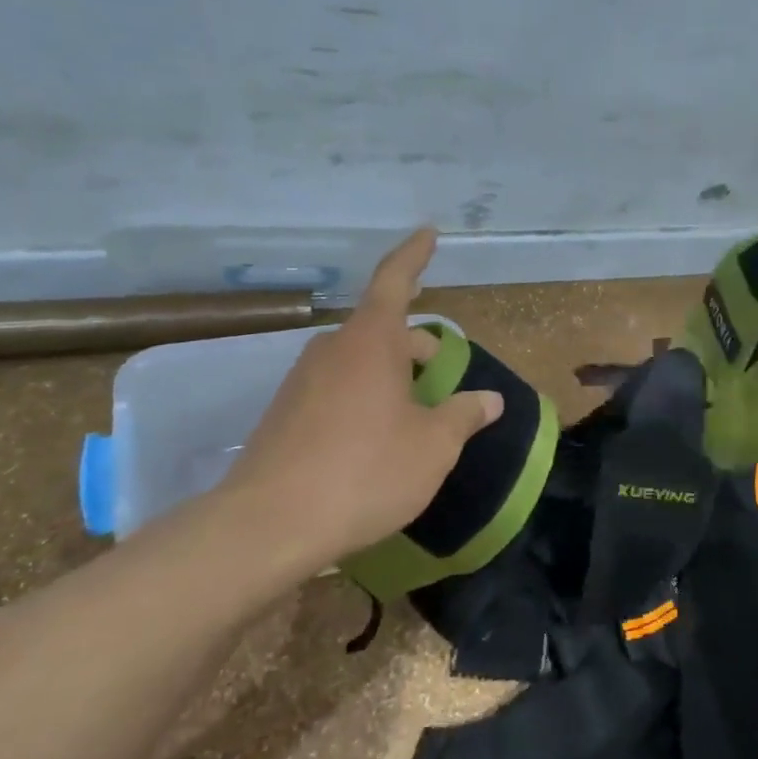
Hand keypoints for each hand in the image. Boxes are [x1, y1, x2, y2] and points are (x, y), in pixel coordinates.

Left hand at [215, 228, 503, 567]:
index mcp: (370, 343)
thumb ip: (464, 415)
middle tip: (444, 381)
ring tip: (415, 419)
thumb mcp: (433, 446)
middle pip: (382, 331)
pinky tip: (375, 443)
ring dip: (391, 377)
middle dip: (416, 348)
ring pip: (359, 363)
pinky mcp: (283, 415)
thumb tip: (489, 399)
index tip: (428, 232)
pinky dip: (364, 400)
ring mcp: (301, 382)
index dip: (415, 255)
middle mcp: (332, 350)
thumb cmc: (366, 472)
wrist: (268, 526)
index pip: (395, 280)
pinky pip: (336, 390)